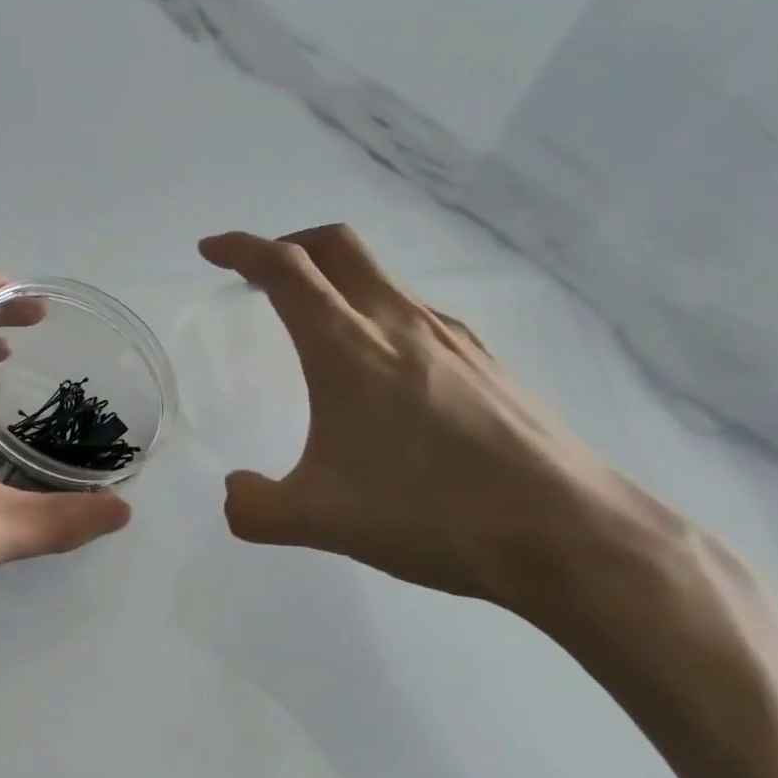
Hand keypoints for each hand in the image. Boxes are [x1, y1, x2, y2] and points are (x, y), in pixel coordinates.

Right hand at [198, 225, 670, 617]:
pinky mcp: (484, 359)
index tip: (211, 251)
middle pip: (336, 247)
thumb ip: (255, 507)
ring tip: (318, 328)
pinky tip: (383, 372)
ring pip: (380, 277)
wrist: (566, 532)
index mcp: (347, 347)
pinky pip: (415, 312)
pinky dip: (377, 314)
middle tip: (262, 277)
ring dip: (336, 281)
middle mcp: (398, 322)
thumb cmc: (430, 514)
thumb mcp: (320, 521)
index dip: (241, 249)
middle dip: (290, 245)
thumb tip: (235, 492)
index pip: (284, 269)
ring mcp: (450, 336)